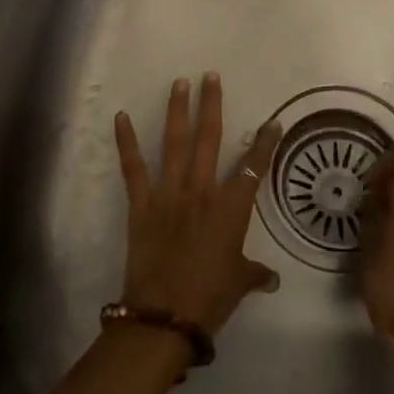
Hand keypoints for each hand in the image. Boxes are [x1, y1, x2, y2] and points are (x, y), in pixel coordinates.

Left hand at [113, 74, 281, 339]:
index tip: (273, 122)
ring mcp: (170, 193)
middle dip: (211, 104)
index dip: (265, 142)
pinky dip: (126, 141)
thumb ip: (256, 273)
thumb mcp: (240, 282)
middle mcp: (202, 190)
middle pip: (210, 139)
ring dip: (177, 111)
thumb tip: (271, 278)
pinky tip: (120, 117)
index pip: (254, 166)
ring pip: (175, 143)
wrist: (165, 316)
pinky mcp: (142, 204)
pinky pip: (133, 167)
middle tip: (210, 76)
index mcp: (231, 207)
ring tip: (179, 83)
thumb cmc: (210, 297)